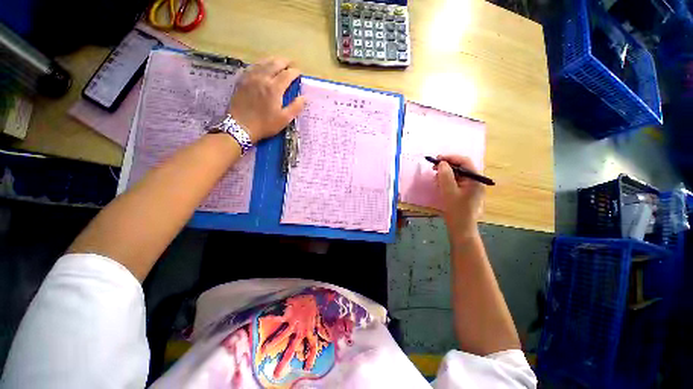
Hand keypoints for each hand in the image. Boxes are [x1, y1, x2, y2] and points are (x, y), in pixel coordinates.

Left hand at [228, 57, 305, 142]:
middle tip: (291, 63)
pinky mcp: (242, 80)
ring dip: (273, 60)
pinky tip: (262, 66)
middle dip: (285, 62)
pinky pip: (252, 66)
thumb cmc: (265, 124)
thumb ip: (295, 107)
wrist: (240, 126)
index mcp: (274, 88)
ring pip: (263, 62)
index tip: (299, 72)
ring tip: (279, 61)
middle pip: (275, 63)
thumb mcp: (284, 119)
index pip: (287, 74)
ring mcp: (250, 77)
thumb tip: (304, 98)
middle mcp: (262, 78)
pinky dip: (260, 63)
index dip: (295, 72)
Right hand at [256, 295, 329, 378]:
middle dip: (283, 362)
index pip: (312, 346)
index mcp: (310, 330)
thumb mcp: (318, 318)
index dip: (310, 358)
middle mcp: (301, 329)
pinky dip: (269, 317)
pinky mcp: (288, 313)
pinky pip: (277, 316)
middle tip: (275, 375)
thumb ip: (320, 328)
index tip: (307, 368)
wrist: (311, 293)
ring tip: (264, 350)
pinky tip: (261, 318)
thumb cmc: (313, 306)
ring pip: (282, 336)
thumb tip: (327, 336)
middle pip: (292, 348)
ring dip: (272, 343)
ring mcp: (293, 322)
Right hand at [435, 155, 483, 239]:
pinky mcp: (464, 191)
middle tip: (433, 168)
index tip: (437, 159)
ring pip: (457, 173)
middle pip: (461, 166)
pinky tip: (439, 183)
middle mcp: (475, 180)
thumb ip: (445, 175)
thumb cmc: (456, 210)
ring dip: (445, 173)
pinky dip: (446, 180)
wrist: (460, 227)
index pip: (464, 161)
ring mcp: (470, 186)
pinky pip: (455, 181)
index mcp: (475, 179)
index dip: (450, 157)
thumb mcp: (449, 191)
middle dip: (447, 165)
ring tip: (435, 177)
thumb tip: (442, 163)